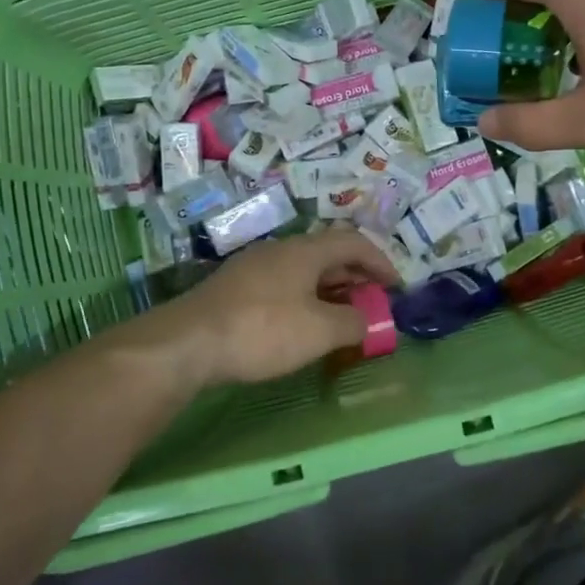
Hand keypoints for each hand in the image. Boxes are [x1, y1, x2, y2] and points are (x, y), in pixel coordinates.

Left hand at [155, 228, 398, 384]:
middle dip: (355, 276)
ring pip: (303, 271)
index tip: (397, 287)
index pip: (353, 242)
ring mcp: (254, 267)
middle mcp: (280, 250)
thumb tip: (366, 320)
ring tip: (342, 316)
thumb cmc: (262, 330)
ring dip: (329, 289)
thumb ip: (352, 323)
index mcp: (304, 250)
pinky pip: (283, 285)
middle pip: (327, 254)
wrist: (188, 342)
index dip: (380, 261)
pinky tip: (301, 325)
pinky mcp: (235, 288)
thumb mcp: (319, 331)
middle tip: (373, 302)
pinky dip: (305, 299)